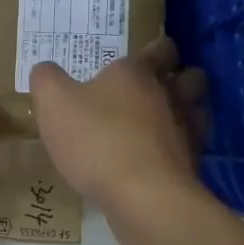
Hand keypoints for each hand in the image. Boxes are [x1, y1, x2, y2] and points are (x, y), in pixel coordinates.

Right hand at [29, 39, 206, 209]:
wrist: (143, 196)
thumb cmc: (97, 140)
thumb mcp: (53, 104)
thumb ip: (47, 80)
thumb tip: (46, 70)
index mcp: (138, 72)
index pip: (159, 48)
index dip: (155, 49)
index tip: (145, 55)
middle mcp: (170, 94)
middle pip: (189, 76)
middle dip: (178, 78)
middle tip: (155, 88)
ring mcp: (188, 130)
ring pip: (197, 110)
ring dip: (184, 111)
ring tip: (160, 123)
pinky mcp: (192, 164)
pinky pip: (191, 147)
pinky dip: (179, 148)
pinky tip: (158, 158)